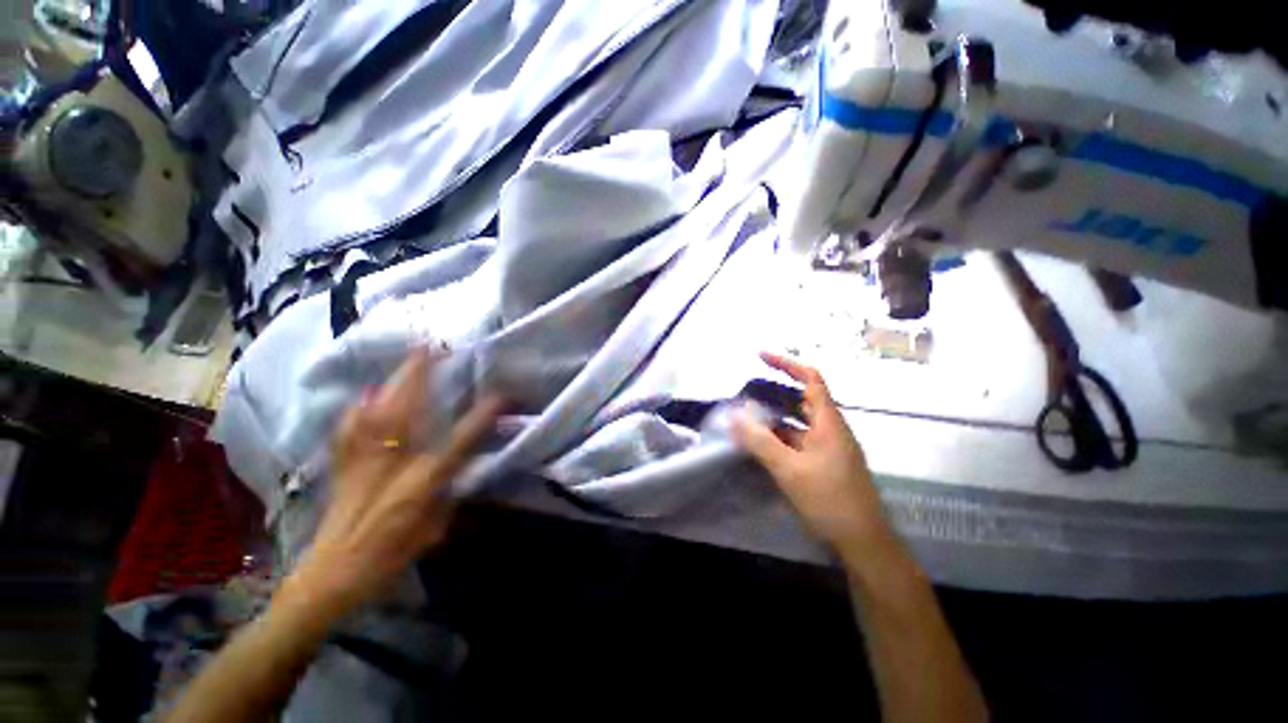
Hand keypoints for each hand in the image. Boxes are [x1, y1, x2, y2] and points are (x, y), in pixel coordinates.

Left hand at [289, 349, 503, 614]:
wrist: (329, 577)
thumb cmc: (388, 559)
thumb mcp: (432, 532)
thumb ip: (448, 496)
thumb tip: (461, 472)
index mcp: (420, 485)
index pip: (458, 443)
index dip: (480, 418)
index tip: (500, 396)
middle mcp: (391, 466)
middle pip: (406, 413)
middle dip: (420, 378)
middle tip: (431, 349)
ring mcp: (363, 463)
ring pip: (377, 413)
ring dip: (393, 384)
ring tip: (406, 362)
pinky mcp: (343, 467)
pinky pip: (349, 430)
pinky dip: (357, 411)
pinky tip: (363, 398)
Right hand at [734, 352, 888, 554]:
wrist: (863, 542)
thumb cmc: (830, 500)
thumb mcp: (790, 469)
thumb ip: (760, 441)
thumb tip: (734, 416)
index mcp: (829, 421)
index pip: (810, 379)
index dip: (786, 363)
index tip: (759, 356)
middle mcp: (830, 429)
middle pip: (801, 398)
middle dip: (773, 390)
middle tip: (745, 390)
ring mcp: (827, 447)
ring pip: (797, 422)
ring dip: (773, 416)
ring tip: (746, 416)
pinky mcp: (822, 463)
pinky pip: (796, 440)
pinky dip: (778, 437)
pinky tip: (760, 444)